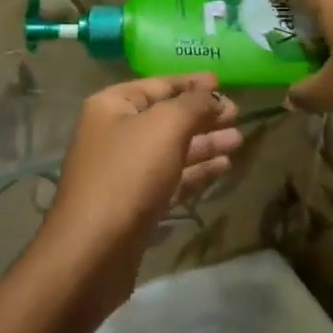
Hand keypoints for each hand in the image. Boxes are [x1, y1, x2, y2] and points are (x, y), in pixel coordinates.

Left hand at [39, 74, 241, 316]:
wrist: (94, 250)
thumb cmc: (128, 174)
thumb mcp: (164, 127)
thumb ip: (193, 105)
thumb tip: (212, 94)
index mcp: (111, 106)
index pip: (157, 85)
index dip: (190, 83)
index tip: (222, 82)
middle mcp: (114, 133)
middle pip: (165, 118)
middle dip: (202, 115)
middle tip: (238, 114)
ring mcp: (124, 171)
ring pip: (171, 149)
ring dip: (204, 143)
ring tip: (238, 139)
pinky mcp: (136, 204)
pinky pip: (171, 178)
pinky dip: (196, 171)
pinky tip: (223, 167)